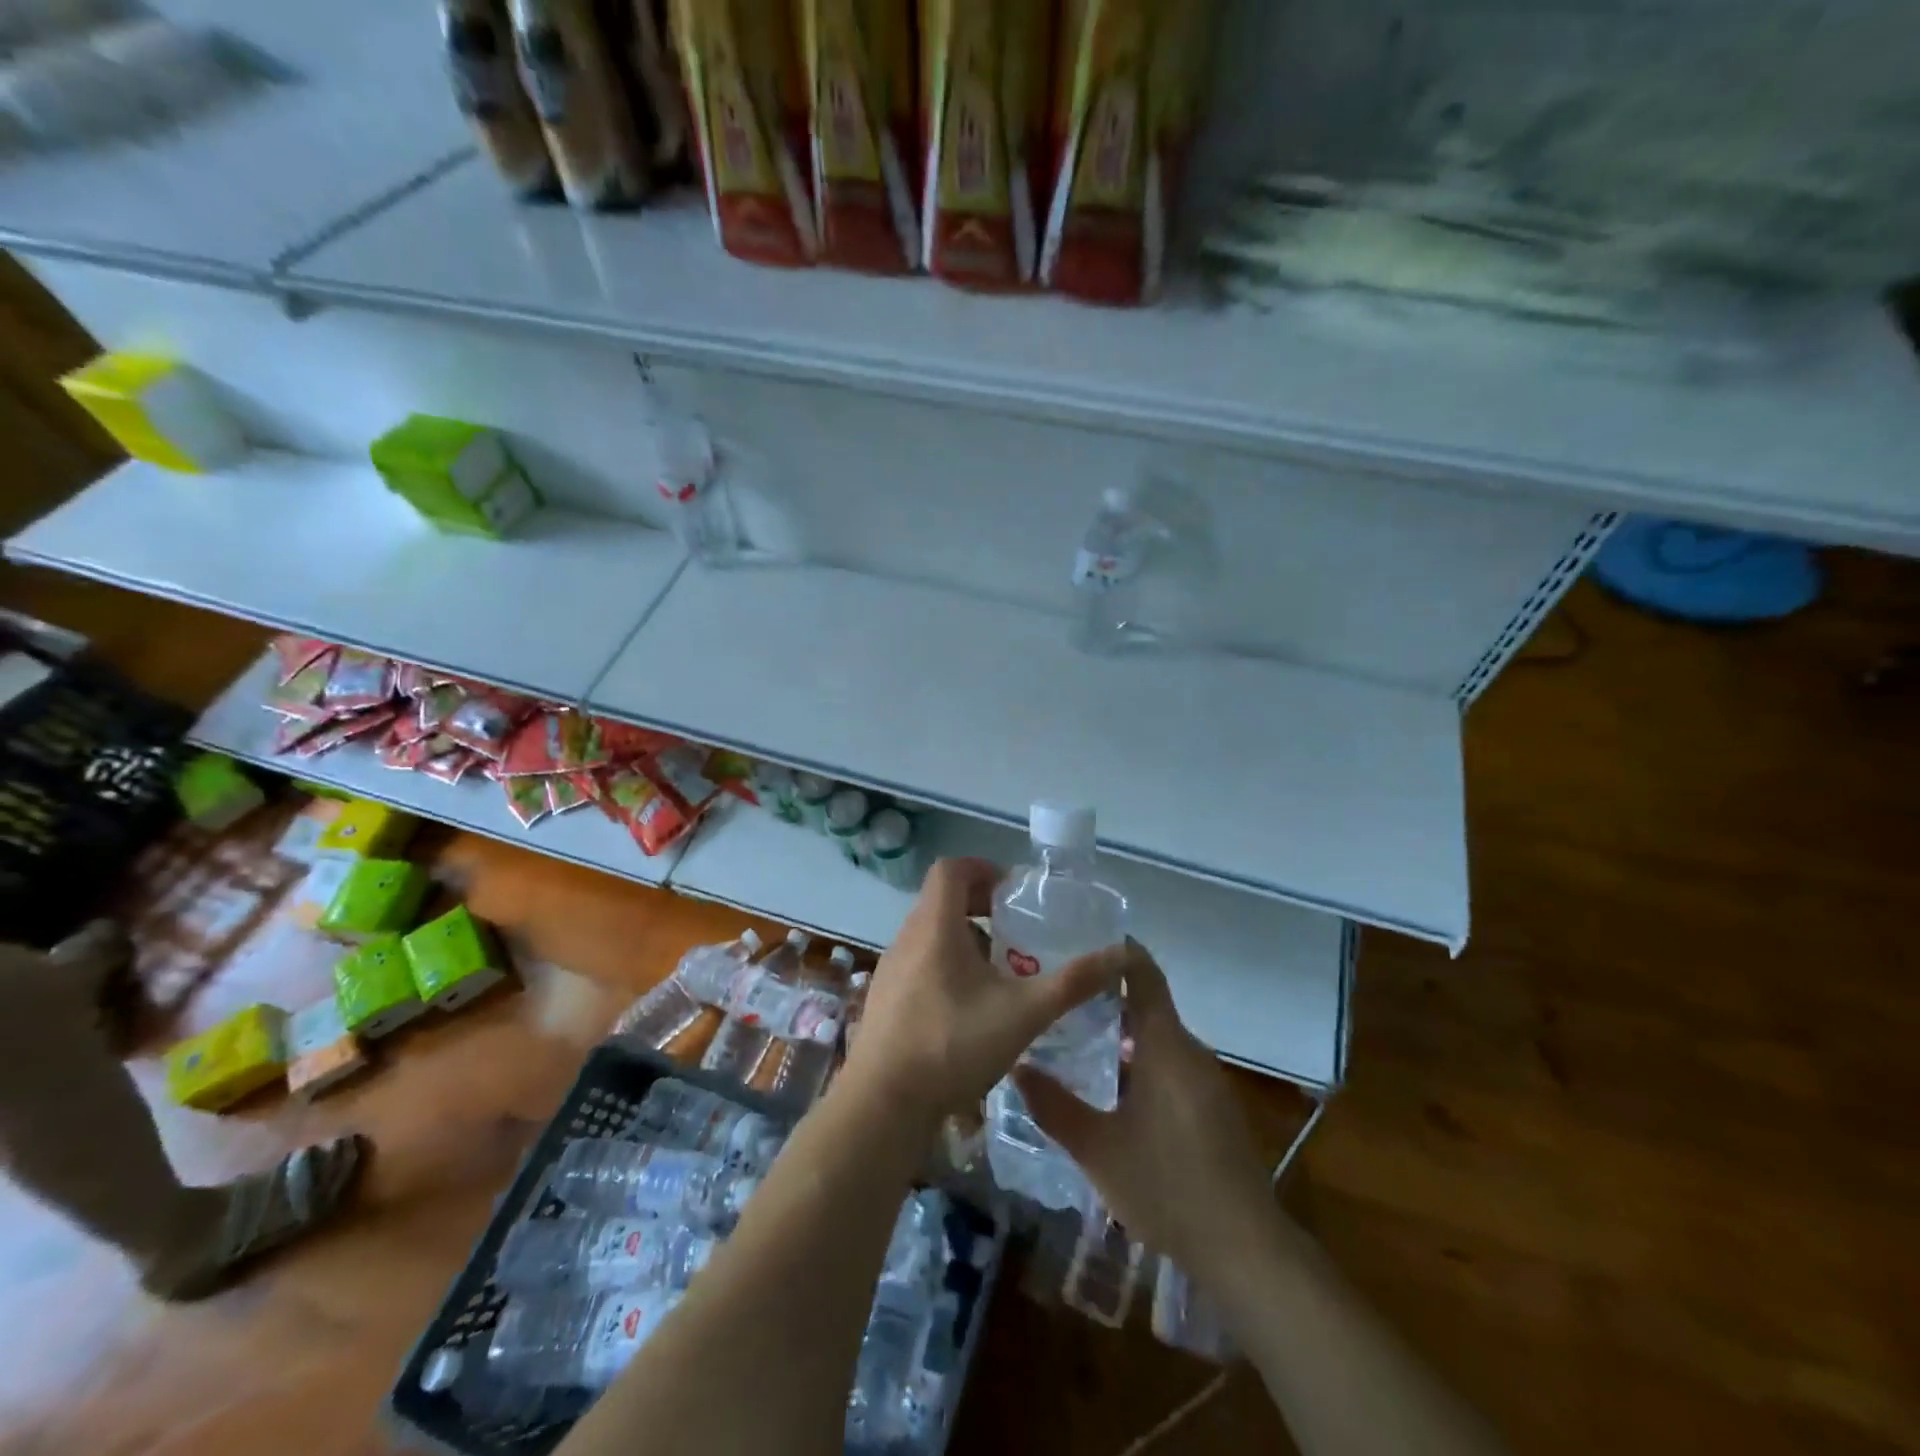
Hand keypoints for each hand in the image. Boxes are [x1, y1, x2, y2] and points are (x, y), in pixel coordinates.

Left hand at [843, 858, 1119, 1127]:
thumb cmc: (952, 1045)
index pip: (951, 869)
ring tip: (1003, 973)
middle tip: (1019, 934)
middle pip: (943, 901)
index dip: (984, 869)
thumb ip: (1072, 983)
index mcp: (935, 926)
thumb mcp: (1023, 1013)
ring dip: (967, 941)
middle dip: (983, 908)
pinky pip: (921, 963)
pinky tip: (973, 1010)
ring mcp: (892, 969)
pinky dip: (949, 967)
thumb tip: (1121, 956)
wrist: (881, 1105)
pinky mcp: (886, 998)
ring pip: (932, 935)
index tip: (1014, 893)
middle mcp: (908, 937)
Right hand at [1013, 940, 1276, 1283]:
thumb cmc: (1166, 1186)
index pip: (1144, 974)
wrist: (1245, 1248)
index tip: (1078, 939)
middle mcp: (1190, 1051)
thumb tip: (1016, 1066)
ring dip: (1121, 1031)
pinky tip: (1111, 1085)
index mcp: (1165, 1044)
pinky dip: (1140, 1058)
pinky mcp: (1213, 1106)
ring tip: (1074, 1035)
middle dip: (1105, 995)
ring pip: (1158, 1037)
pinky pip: (1171, 1063)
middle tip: (1059, 994)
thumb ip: (1053, 1105)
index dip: (1116, 951)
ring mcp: (1206, 1079)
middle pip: (1147, 1004)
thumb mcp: (1097, 1148)